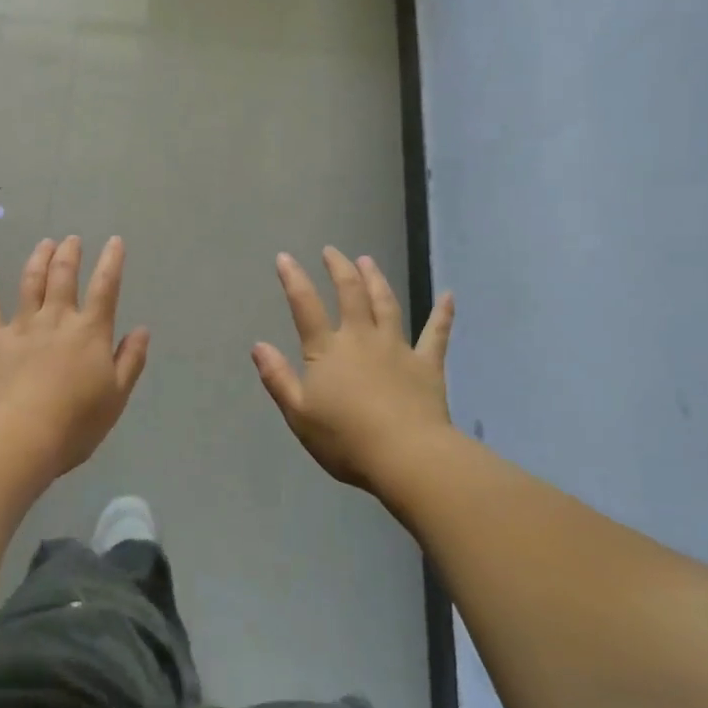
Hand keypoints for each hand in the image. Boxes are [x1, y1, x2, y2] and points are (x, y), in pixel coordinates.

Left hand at [0, 236, 149, 477]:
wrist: (20, 436)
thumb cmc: (76, 422)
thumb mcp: (116, 396)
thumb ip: (130, 360)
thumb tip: (142, 330)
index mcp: (90, 332)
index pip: (105, 288)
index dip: (111, 262)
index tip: (114, 241)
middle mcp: (57, 319)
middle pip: (64, 276)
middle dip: (70, 254)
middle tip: (71, 239)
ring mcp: (22, 326)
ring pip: (30, 283)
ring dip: (38, 259)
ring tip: (44, 243)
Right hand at [252, 248, 454, 490]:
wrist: (406, 456)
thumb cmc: (346, 439)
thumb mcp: (298, 414)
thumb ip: (278, 378)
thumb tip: (259, 345)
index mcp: (328, 351)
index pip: (306, 306)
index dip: (294, 279)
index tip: (286, 258)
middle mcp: (362, 339)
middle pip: (350, 294)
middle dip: (339, 269)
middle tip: (332, 251)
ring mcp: (397, 348)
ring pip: (386, 304)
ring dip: (376, 280)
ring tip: (368, 261)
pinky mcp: (427, 364)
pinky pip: (436, 333)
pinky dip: (442, 313)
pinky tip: (449, 296)